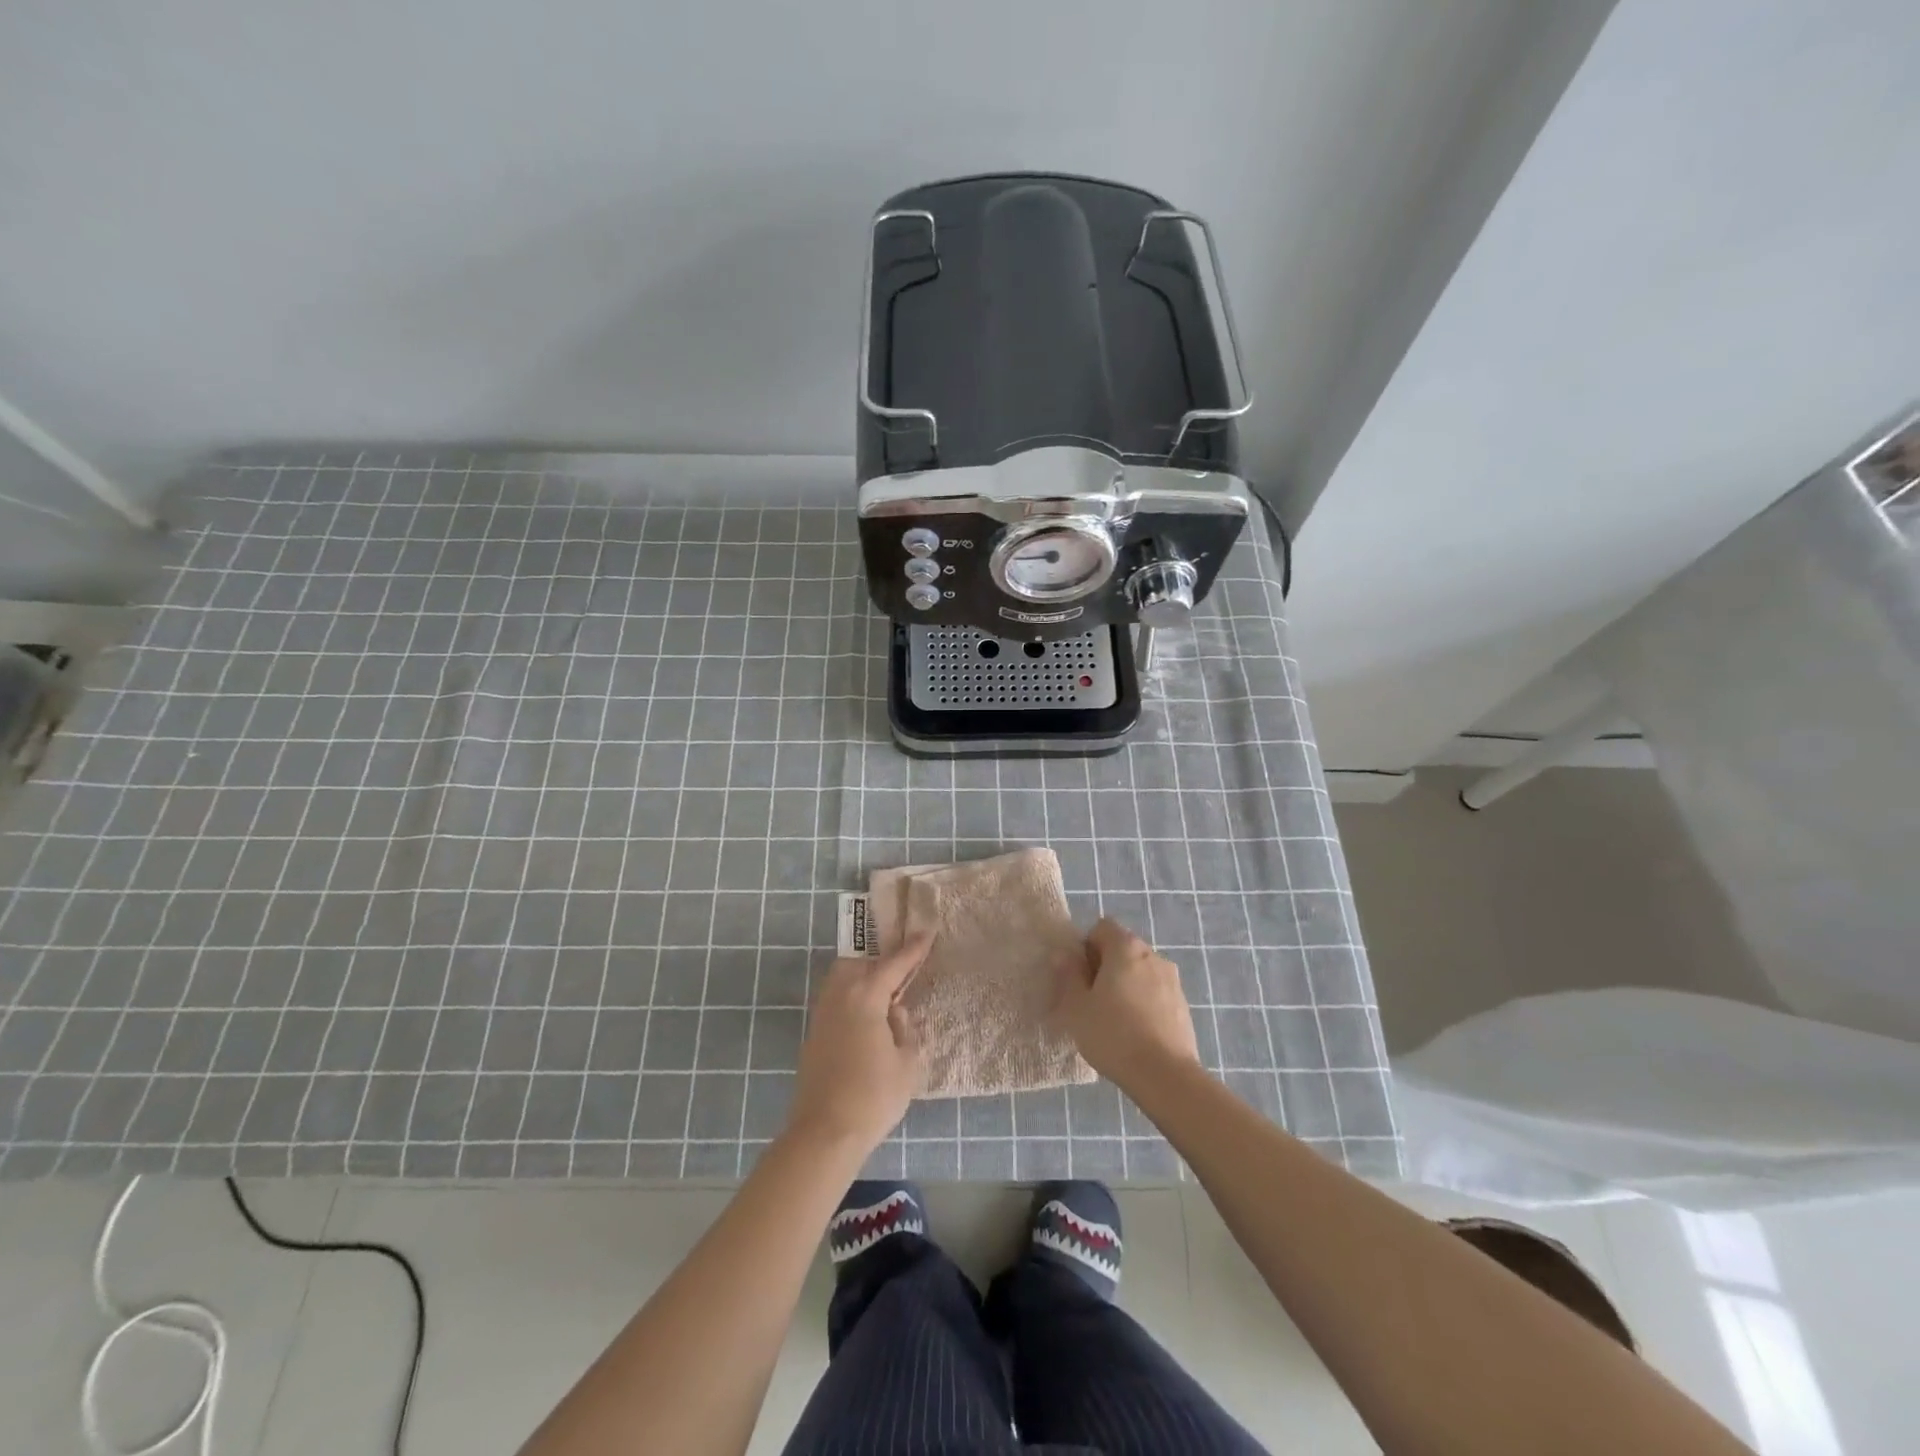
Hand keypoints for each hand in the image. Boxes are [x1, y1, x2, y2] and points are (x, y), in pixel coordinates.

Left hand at [789, 934, 930, 1155]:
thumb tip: (895, 1013)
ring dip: (862, 977)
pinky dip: (852, 998)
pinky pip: (835, 1000)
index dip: (913, 948)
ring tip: (885, 993)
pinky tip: (867, 1018)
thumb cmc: (873, 1096)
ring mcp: (822, 1016)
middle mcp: (839, 997)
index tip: (926, 930)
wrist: (825, 1133)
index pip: (893, 964)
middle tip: (901, 968)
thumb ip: (905, 1029)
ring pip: (842, 980)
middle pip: (858, 963)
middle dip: (878, 960)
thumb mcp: (907, 1063)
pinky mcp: (813, 1036)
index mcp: (865, 996)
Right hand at [1053, 917, 1200, 1089]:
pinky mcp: (1183, 1005)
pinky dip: (1144, 1003)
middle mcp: (1153, 955)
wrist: (1165, 1076)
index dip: (1086, 947)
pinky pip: (1156, 993)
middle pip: (1123, 948)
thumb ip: (1068, 975)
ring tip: (1114, 1020)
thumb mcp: (1076, 1007)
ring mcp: (1173, 980)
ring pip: (1140, 972)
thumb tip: (1064, 955)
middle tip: (1091, 1000)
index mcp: (1126, 948)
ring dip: (1126, 985)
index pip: (1102, 928)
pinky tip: (1135, 1032)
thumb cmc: (1113, 1035)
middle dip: (1105, 967)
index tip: (1080, 977)